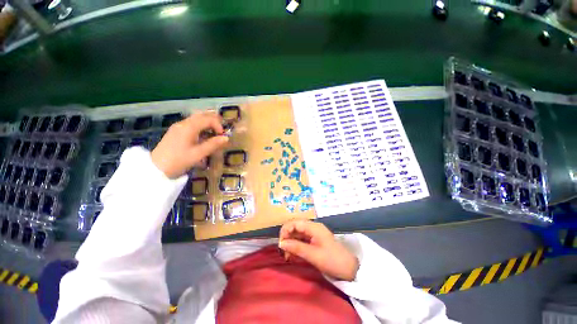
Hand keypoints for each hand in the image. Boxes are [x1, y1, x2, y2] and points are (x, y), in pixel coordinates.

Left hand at [151, 112, 228, 178]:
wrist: (156, 168)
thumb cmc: (179, 161)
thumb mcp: (198, 154)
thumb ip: (213, 144)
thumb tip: (226, 138)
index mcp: (189, 127)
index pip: (208, 119)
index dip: (218, 126)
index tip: (222, 136)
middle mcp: (183, 123)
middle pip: (201, 115)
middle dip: (213, 121)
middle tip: (221, 131)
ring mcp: (178, 126)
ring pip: (196, 118)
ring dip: (207, 123)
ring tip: (214, 133)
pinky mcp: (176, 131)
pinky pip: (191, 124)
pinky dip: (200, 126)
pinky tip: (203, 136)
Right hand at [279, 220, 358, 280]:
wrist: (349, 268)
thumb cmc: (332, 260)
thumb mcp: (313, 255)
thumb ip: (297, 247)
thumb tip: (281, 243)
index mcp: (313, 227)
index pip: (294, 223)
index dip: (285, 231)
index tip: (281, 244)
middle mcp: (312, 227)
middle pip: (295, 227)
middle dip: (287, 238)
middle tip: (284, 252)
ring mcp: (313, 233)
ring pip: (297, 234)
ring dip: (291, 243)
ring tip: (288, 256)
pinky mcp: (314, 240)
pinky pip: (301, 240)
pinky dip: (296, 246)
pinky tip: (294, 255)